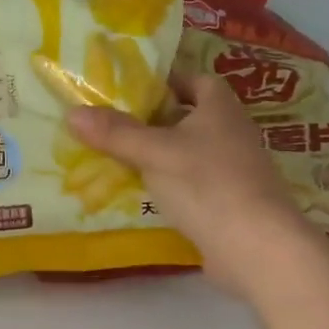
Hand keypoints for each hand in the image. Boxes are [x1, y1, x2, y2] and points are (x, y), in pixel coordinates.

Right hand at [67, 71, 323, 300]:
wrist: (256, 247)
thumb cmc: (207, 184)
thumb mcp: (154, 153)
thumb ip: (115, 133)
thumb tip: (72, 113)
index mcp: (220, 109)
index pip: (196, 81)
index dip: (167, 81)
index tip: (133, 89)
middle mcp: (232, 133)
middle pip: (190, 117)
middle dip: (155, 119)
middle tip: (115, 123)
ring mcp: (234, 170)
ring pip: (190, 152)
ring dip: (160, 154)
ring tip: (119, 157)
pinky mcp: (229, 203)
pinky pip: (193, 184)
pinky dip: (170, 184)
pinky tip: (142, 194)